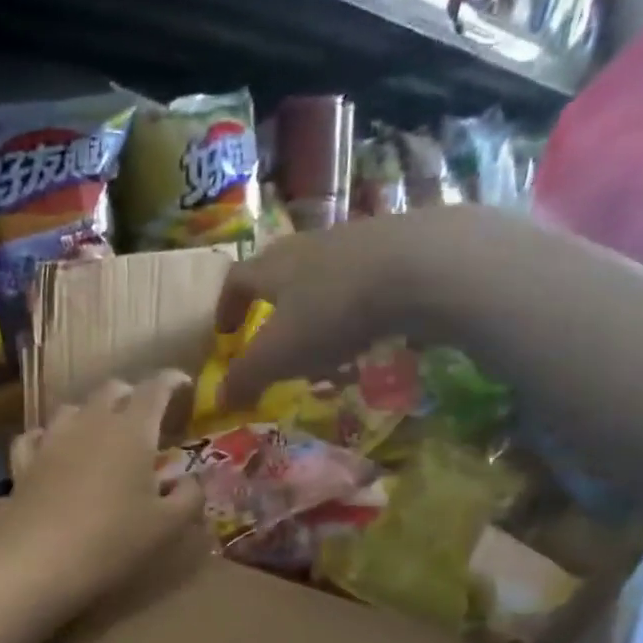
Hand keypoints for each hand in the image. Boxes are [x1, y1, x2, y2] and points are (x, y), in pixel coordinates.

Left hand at [0, 372, 205, 623]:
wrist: (36, 561)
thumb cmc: (111, 541)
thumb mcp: (166, 527)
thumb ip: (189, 498)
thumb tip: (193, 481)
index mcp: (132, 430)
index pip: (155, 388)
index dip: (171, 381)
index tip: (182, 384)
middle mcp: (91, 423)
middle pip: (111, 390)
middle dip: (131, 394)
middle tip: (144, 413)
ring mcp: (52, 440)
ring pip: (73, 408)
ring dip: (91, 412)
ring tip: (101, 430)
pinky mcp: (24, 462)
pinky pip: (36, 436)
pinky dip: (49, 436)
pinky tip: (52, 447)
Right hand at [215, 214, 440, 409]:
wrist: (423, 266)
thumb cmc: (334, 311)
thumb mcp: (279, 355)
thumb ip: (246, 378)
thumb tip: (220, 400)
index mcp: (274, 266)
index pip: (237, 280)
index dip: (227, 307)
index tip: (225, 332)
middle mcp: (310, 245)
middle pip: (281, 273)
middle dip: (275, 309)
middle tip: (277, 342)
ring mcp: (357, 241)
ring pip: (325, 278)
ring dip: (319, 312)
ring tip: (328, 348)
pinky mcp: (400, 246)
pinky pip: (366, 281)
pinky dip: (359, 309)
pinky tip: (373, 333)